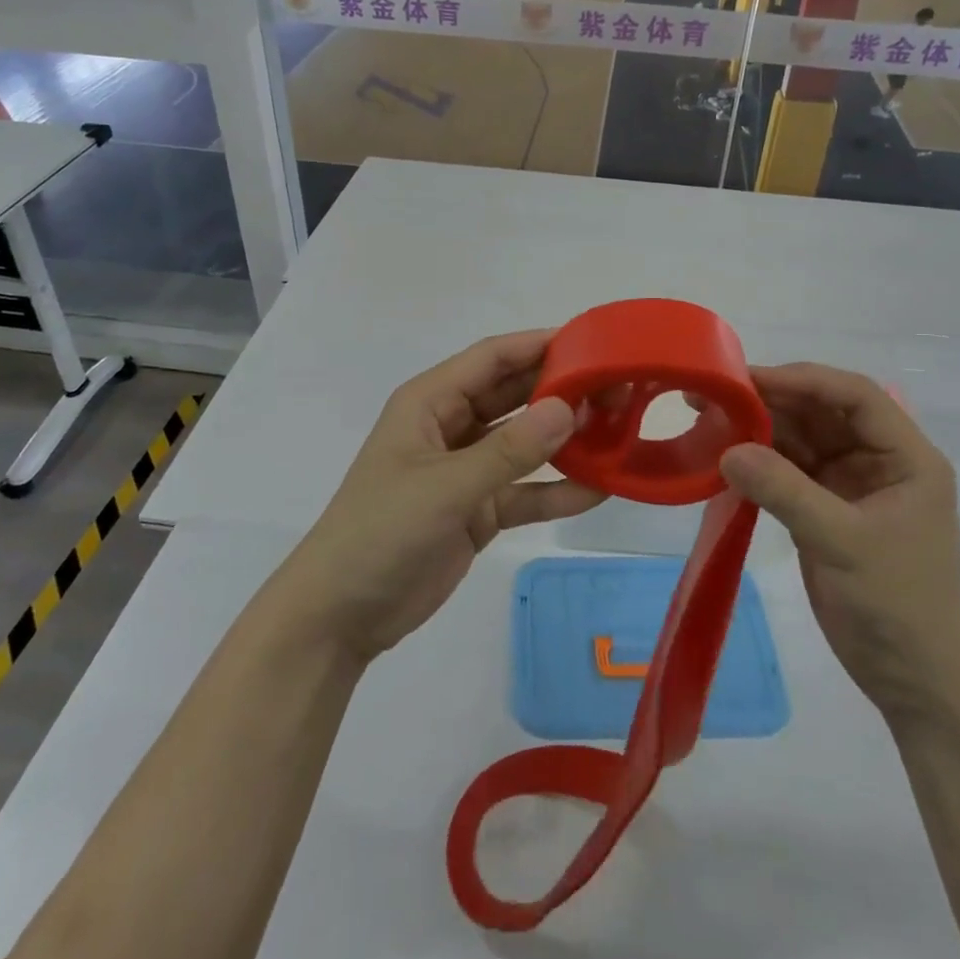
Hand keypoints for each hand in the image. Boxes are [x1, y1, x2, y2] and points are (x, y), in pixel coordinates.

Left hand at [275, 332, 601, 665]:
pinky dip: (556, 490)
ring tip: (619, 430)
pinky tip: (600, 489)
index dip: (538, 345)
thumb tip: (568, 408)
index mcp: (430, 403)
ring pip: (524, 443)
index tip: (592, 342)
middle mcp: (451, 427)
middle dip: (561, 391)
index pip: (492, 359)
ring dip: (565, 439)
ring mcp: (466, 470)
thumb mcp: (445, 487)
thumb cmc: (381, 531)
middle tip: (618, 388)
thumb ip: (509, 450)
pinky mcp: (478, 510)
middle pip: (514, 396)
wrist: (339, 616)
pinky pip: (524, 491)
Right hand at [718, 363, 959, 718]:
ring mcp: (849, 485)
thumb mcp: (843, 542)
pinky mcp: (824, 510)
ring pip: (800, 438)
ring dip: (759, 428)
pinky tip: (724, 455)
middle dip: (772, 400)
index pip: (855, 395)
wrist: (916, 683)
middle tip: (716, 394)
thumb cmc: (897, 605)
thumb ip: (785, 491)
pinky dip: (758, 461)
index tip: (751, 380)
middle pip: (822, 412)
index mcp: (906, 457)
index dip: (804, 380)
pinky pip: (787, 470)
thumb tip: (727, 450)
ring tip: (709, 417)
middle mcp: (878, 461)